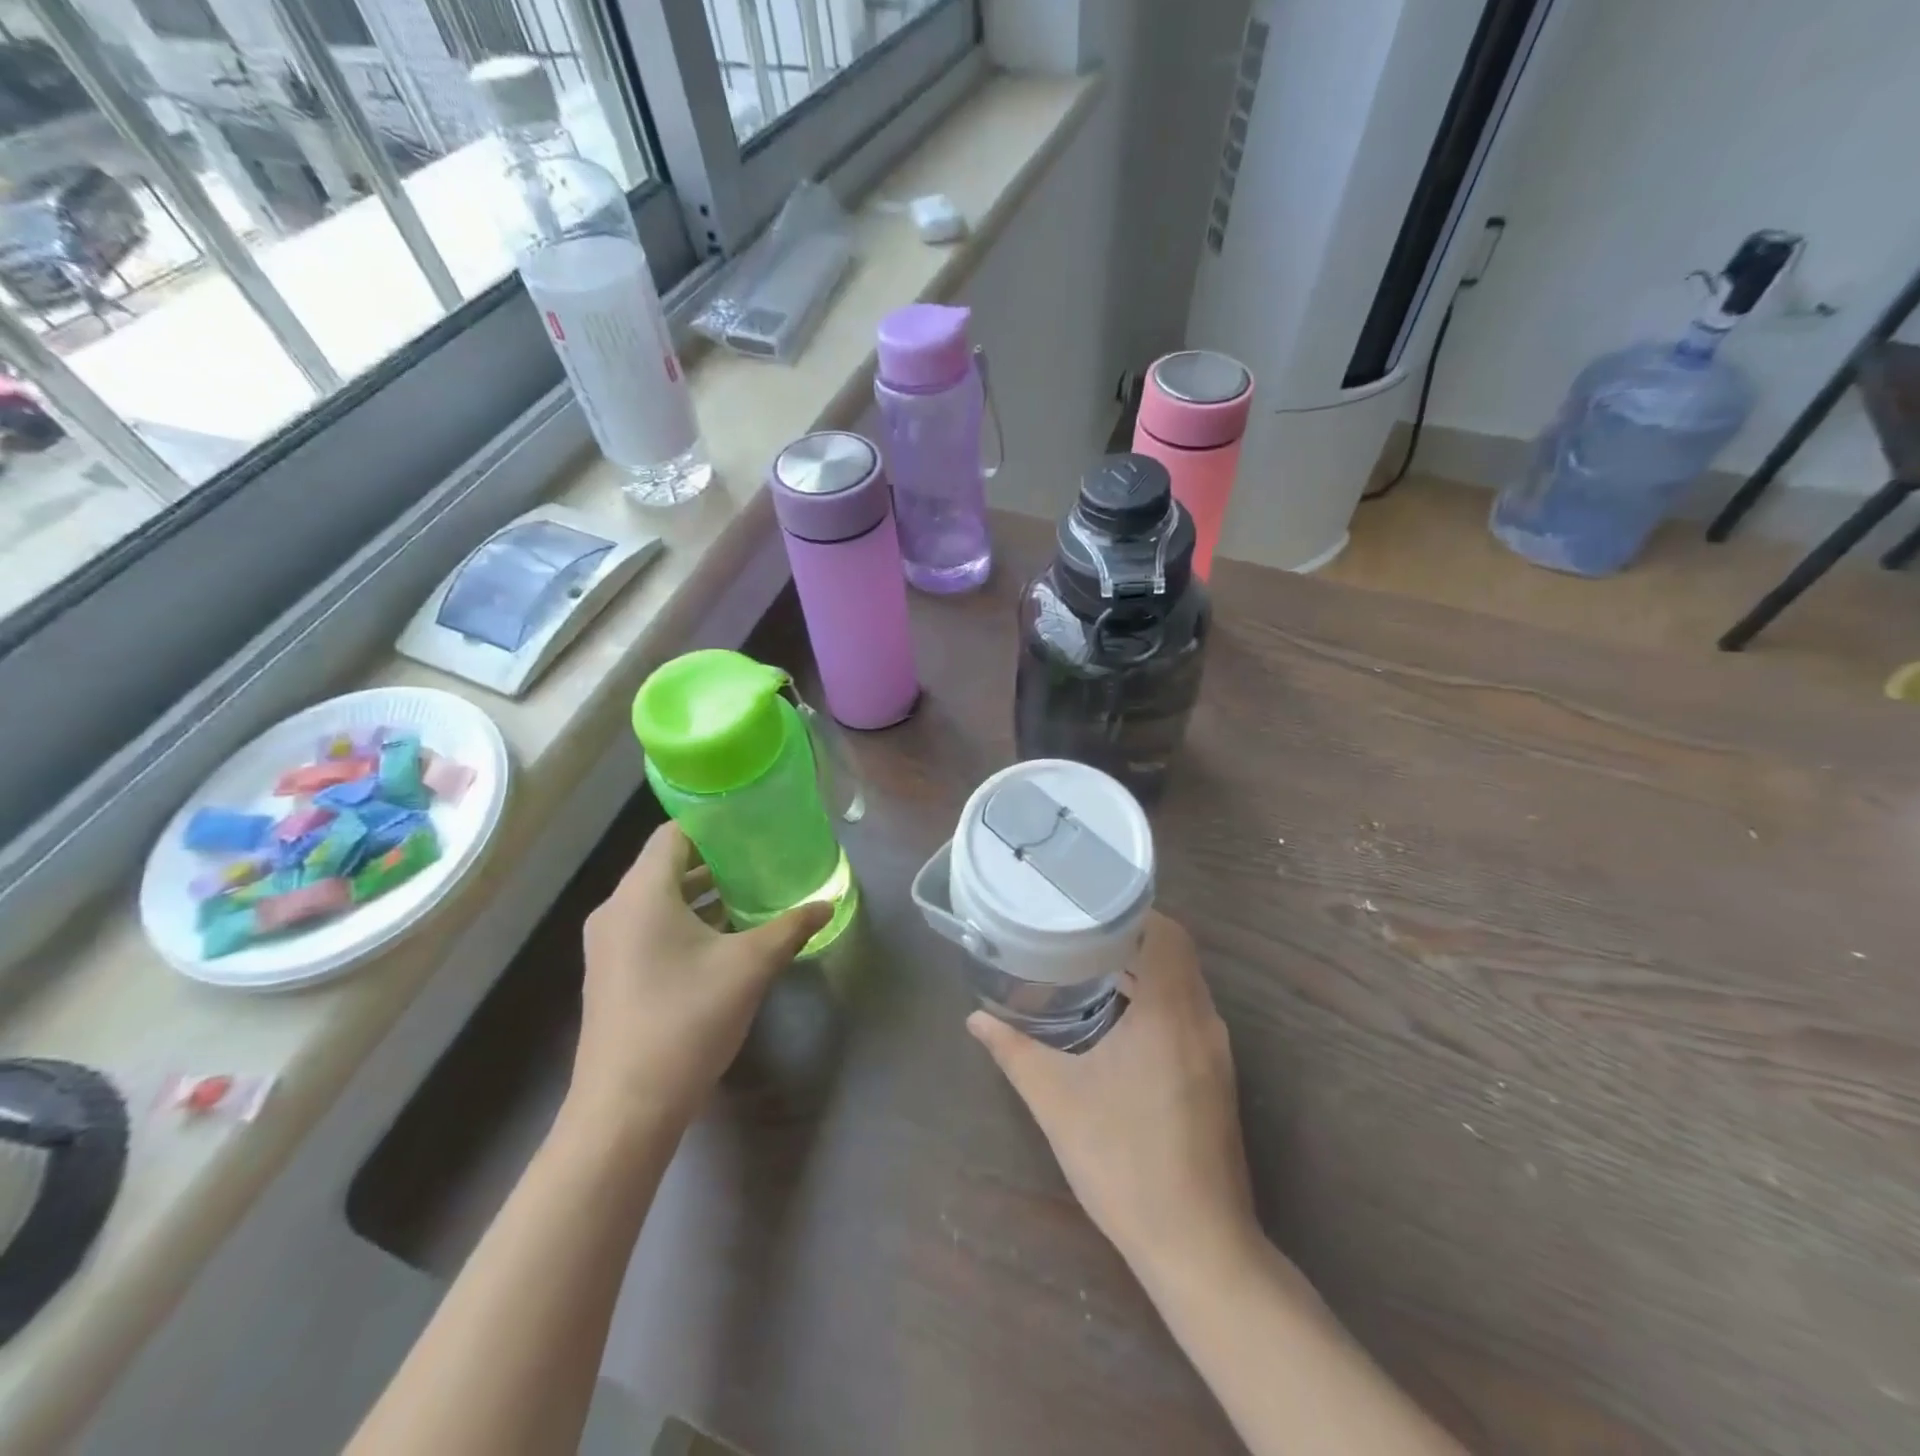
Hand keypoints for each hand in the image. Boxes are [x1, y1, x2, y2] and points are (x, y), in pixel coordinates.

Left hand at [571, 823, 831, 1134]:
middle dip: (714, 860)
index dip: (713, 824)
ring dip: (701, 894)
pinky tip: (724, 938)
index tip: (752, 825)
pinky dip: (685, 921)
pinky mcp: (611, 974)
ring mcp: (608, 945)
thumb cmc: (686, 1020)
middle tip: (761, 858)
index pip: (674, 834)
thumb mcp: (749, 967)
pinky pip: (649, 927)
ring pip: (658, 900)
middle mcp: (616, 910)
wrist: (626, 1108)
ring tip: (751, 893)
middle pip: (666, 865)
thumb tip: (826, 904)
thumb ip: (789, 928)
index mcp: (642, 894)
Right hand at [968, 912, 1259, 1277]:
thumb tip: (975, 1019)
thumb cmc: (1124, 1161)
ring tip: (1089, 964)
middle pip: (1177, 953)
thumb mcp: (1057, 1100)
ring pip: (1184, 984)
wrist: (1197, 1245)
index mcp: (1172, 1013)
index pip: (1166, 933)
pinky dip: (1156, 998)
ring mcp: (1216, 1050)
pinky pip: (1187, 1012)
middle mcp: (1203, 1021)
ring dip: (1144, 968)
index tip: (1087, 904)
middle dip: (1131, 936)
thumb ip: (1014, 1051)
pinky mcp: (1216, 1076)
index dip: (1130, 910)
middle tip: (1076, 930)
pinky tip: (1117, 1017)